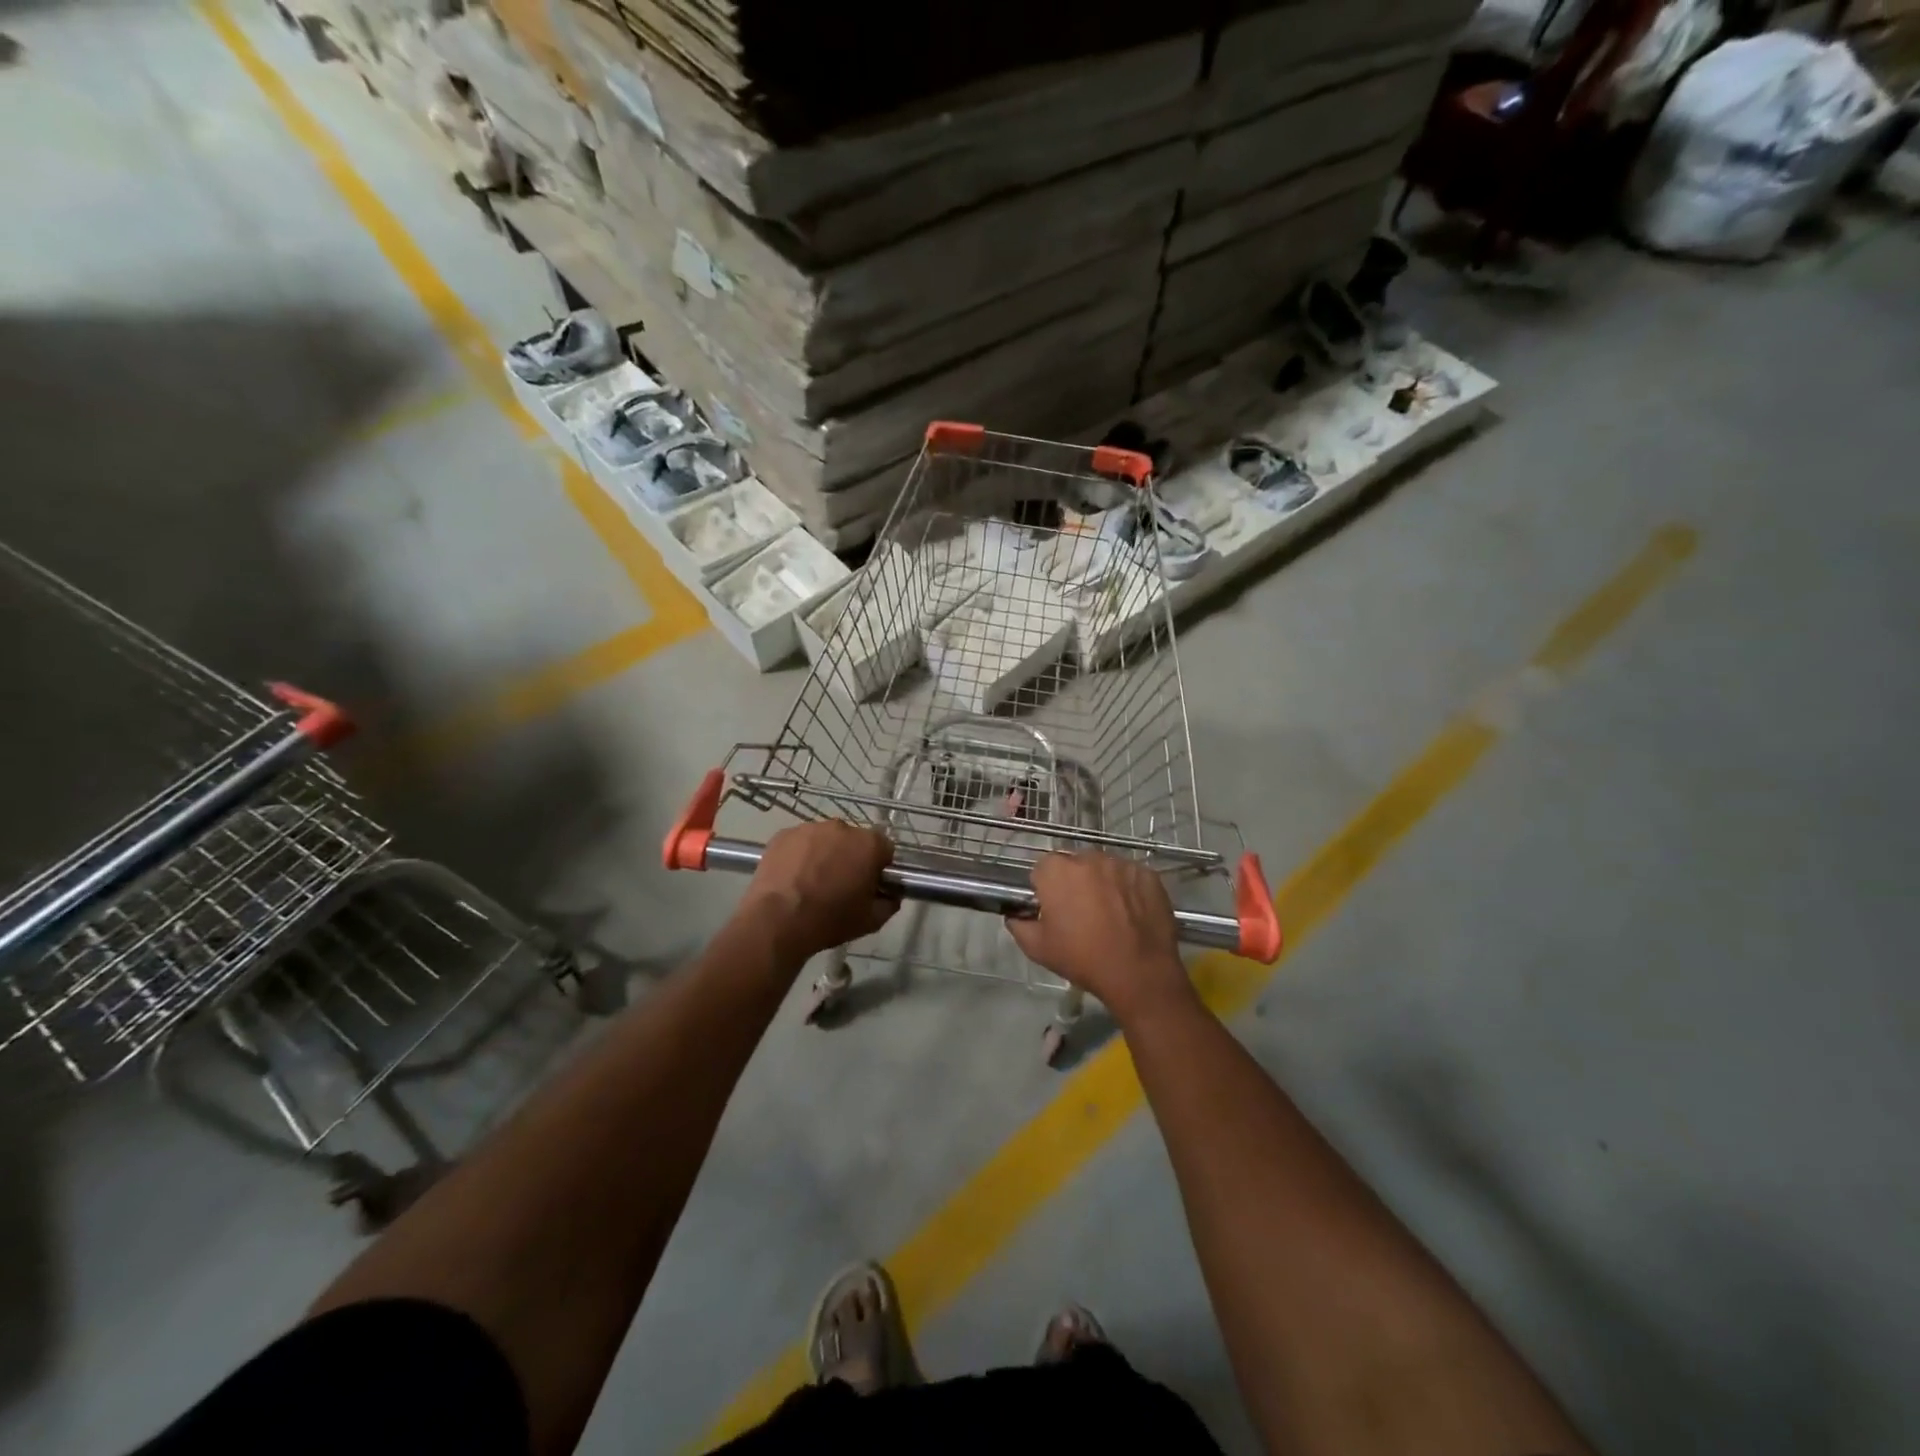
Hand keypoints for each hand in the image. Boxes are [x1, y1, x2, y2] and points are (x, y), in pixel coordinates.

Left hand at [737, 822, 897, 962]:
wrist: (777, 921)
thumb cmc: (829, 920)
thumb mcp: (871, 921)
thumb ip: (889, 903)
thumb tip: (890, 895)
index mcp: (869, 844)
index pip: (885, 848)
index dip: (880, 866)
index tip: (870, 884)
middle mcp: (841, 827)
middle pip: (854, 840)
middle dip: (851, 857)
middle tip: (841, 884)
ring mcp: (810, 828)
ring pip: (825, 839)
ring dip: (825, 854)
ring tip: (812, 882)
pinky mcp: (783, 834)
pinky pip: (800, 842)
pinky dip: (800, 855)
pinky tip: (792, 878)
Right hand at [1005, 853, 1195, 1027]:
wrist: (1139, 974)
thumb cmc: (1083, 959)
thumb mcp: (1037, 949)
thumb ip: (1018, 924)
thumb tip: (1015, 914)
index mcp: (1057, 871)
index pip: (1043, 868)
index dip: (1046, 888)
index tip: (1053, 908)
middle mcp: (1088, 858)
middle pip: (1075, 864)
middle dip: (1074, 882)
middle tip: (1081, 912)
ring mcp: (1121, 864)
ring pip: (1104, 868)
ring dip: (1102, 883)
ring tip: (1110, 913)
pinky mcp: (1147, 874)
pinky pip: (1130, 876)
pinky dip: (1128, 889)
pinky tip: (1131, 913)